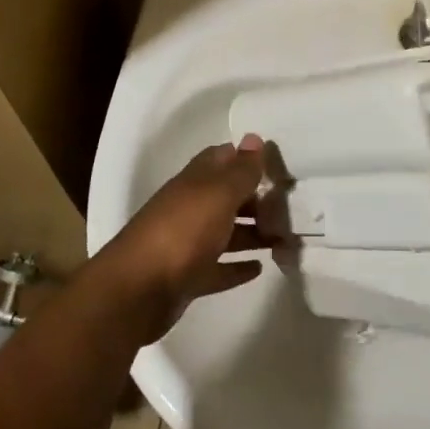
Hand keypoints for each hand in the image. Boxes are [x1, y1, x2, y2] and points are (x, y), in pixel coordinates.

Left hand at [92, 137, 271, 343]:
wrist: (137, 291)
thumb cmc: (182, 233)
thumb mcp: (218, 195)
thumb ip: (240, 171)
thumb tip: (254, 137)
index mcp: (195, 182)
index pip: (223, 158)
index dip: (248, 158)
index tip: (279, 165)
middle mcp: (190, 207)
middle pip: (227, 197)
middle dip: (256, 199)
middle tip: (292, 207)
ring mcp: (186, 243)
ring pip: (225, 232)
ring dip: (253, 233)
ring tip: (285, 238)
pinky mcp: (187, 276)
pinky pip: (218, 267)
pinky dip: (237, 266)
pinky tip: (259, 268)